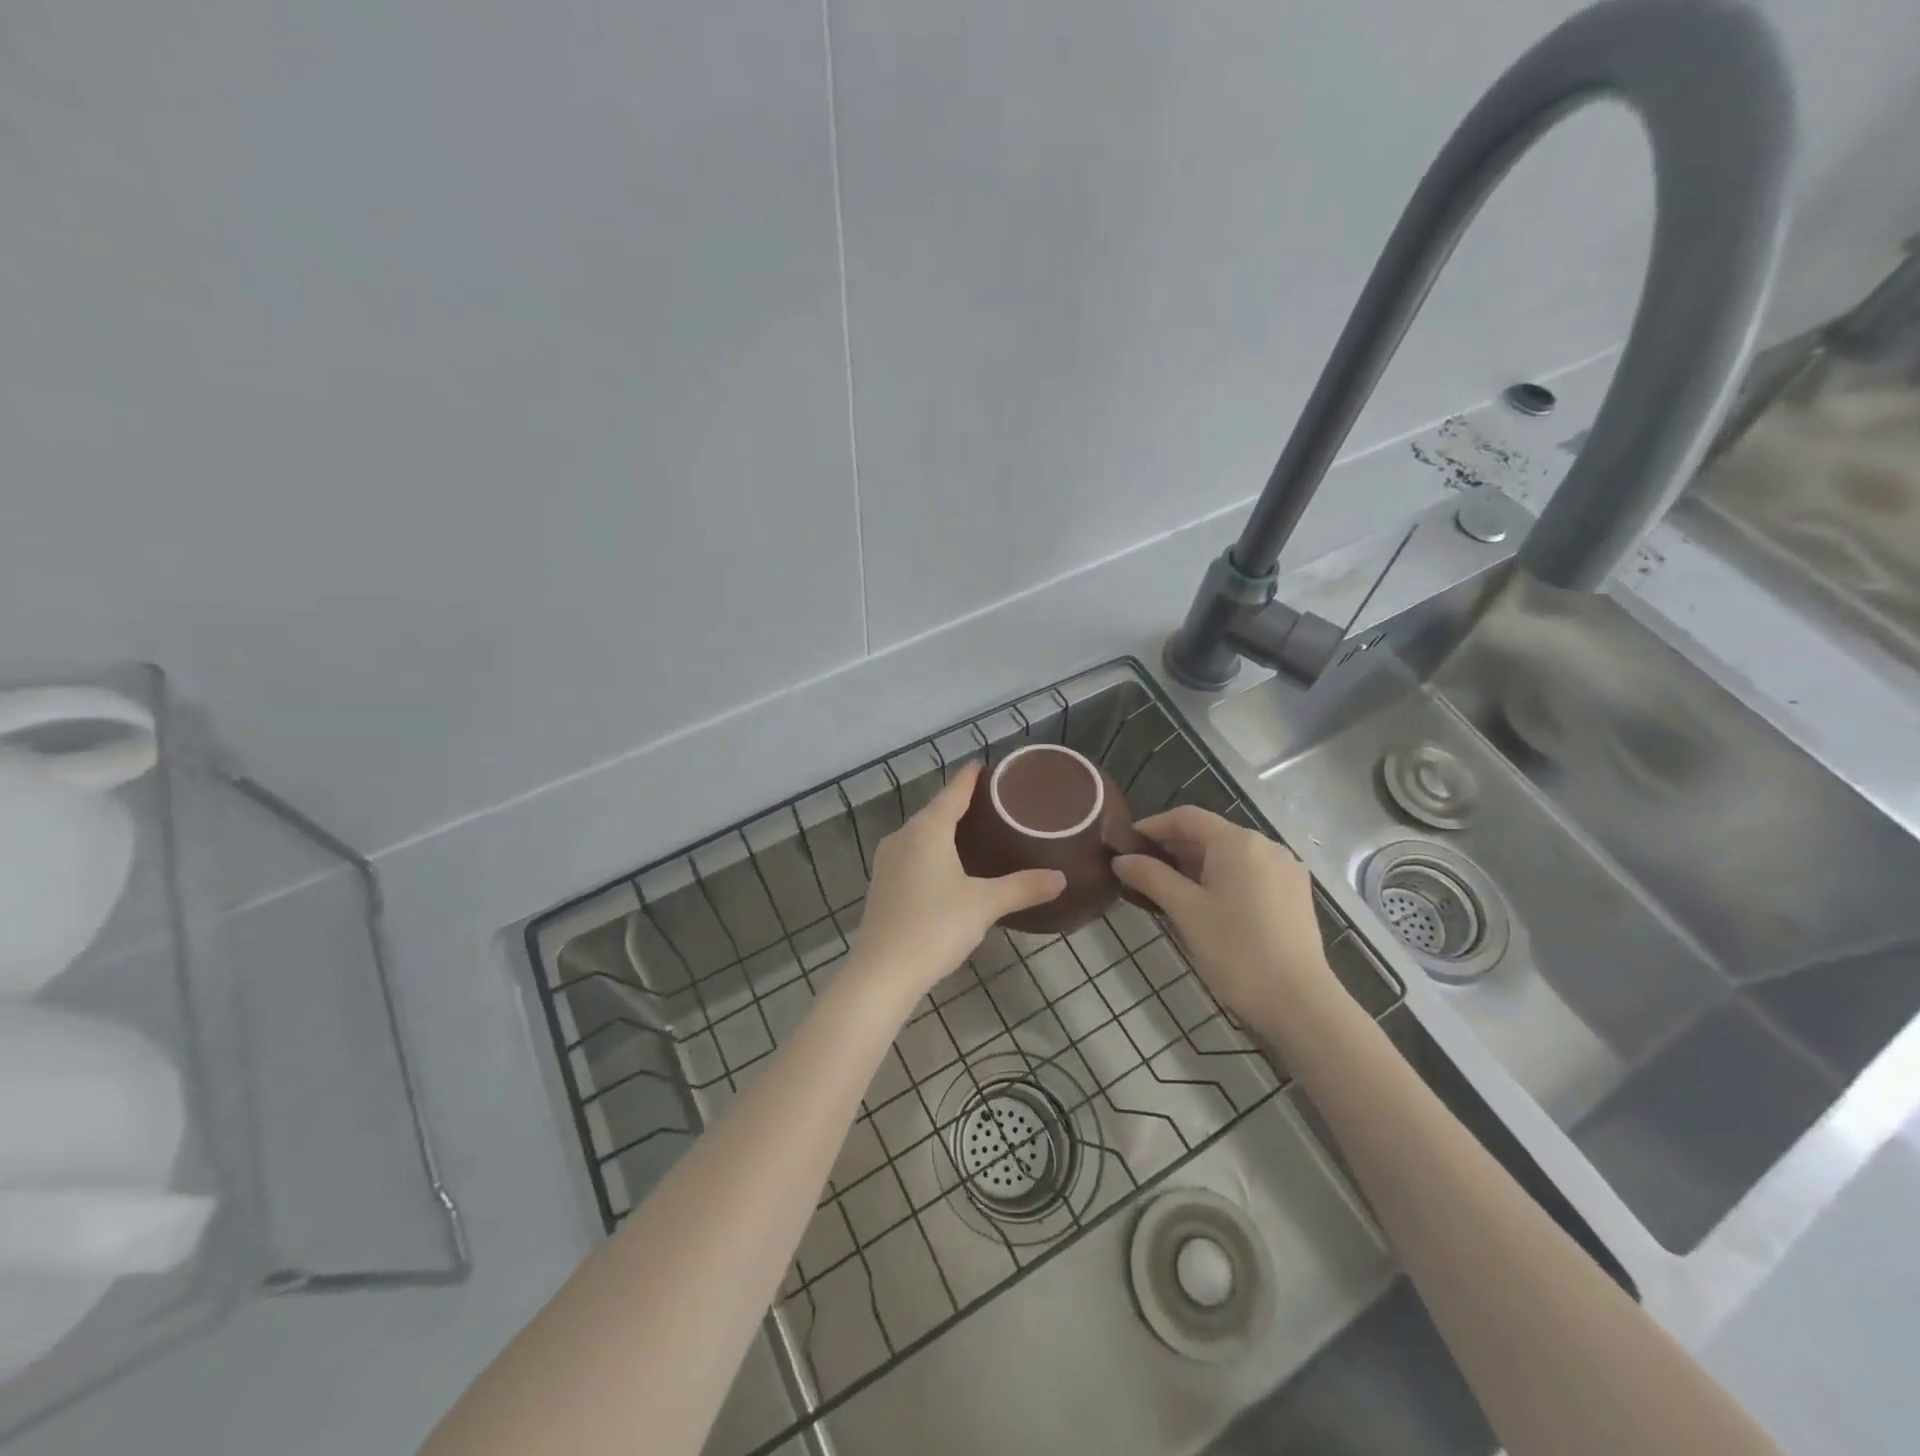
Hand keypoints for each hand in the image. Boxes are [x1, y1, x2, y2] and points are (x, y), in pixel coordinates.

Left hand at [849, 762, 1064, 1005]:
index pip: (953, 792)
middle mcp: (903, 837)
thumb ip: (1023, 888)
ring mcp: (888, 861)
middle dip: (961, 803)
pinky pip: (912, 853)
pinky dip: (933, 849)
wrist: (882, 973)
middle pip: (935, 810)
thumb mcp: (984, 905)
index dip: (970, 778)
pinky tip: (949, 864)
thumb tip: (1060, 878)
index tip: (986, 765)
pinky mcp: (883, 884)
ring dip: (945, 828)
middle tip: (993, 801)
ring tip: (976, 829)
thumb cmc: (935, 927)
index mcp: (926, 830)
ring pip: (921, 833)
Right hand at [1112, 806, 1332, 1029]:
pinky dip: (1222, 879)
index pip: (1186, 818)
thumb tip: (1121, 859)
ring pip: (1230, 856)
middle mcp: (1266, 846)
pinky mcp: (1294, 895)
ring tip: (1167, 890)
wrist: (1299, 1002)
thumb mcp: (1185, 911)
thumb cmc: (1236, 950)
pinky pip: (1249, 874)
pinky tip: (1205, 904)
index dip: (1153, 826)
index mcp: (1238, 842)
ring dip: (1196, 866)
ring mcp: (1285, 870)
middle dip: (1173, 849)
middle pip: (1210, 834)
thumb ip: (1151, 877)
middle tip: (1140, 871)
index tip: (1126, 844)